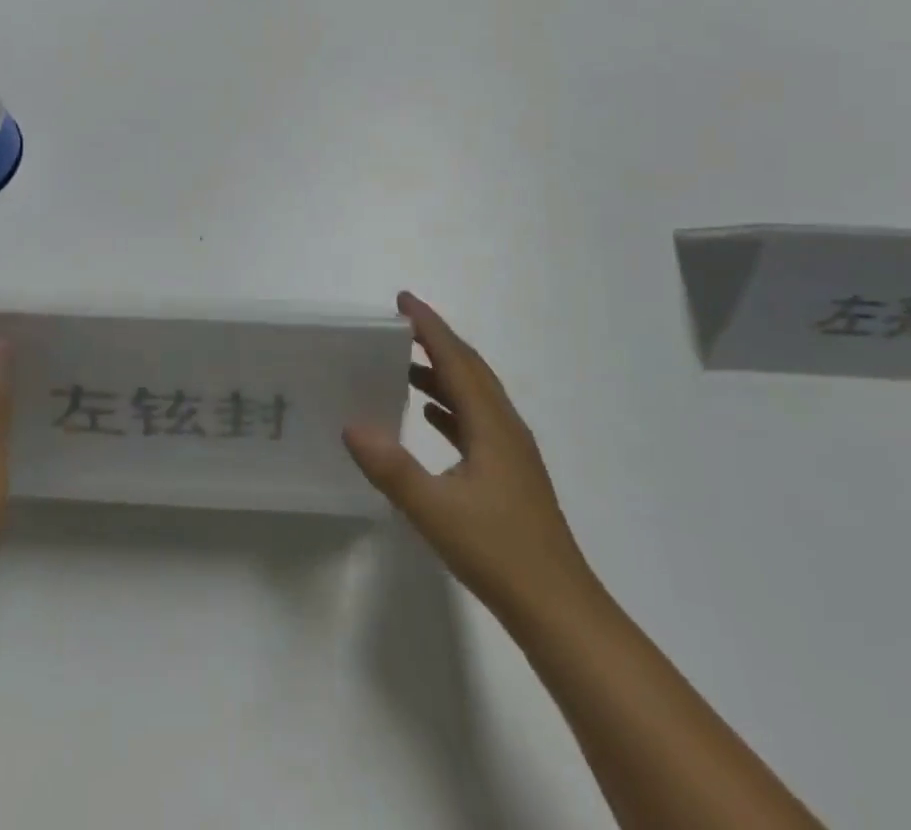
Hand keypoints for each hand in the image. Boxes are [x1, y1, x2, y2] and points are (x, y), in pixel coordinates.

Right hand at [344, 292, 591, 623]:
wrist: (559, 610)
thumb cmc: (499, 554)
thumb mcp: (436, 511)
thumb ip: (392, 468)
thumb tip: (351, 425)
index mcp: (492, 425)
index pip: (456, 359)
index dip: (430, 326)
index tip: (402, 300)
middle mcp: (505, 427)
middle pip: (469, 368)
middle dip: (436, 340)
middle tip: (399, 324)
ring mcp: (511, 451)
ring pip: (474, 395)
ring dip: (442, 372)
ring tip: (403, 364)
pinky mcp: (510, 473)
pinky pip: (475, 420)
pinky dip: (450, 406)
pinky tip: (429, 416)